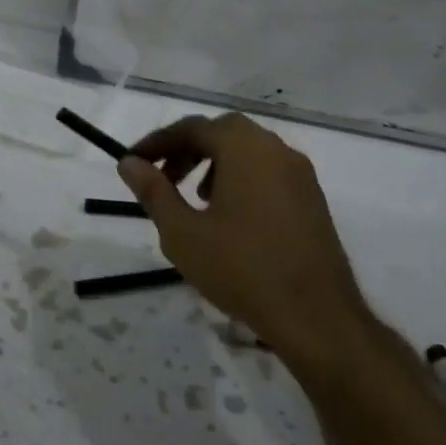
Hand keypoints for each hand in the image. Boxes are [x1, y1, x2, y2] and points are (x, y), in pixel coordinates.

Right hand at [116, 113, 372, 375]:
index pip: (192, 128)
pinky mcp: (312, 200)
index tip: (132, 162)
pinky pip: (268, 172)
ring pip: (248, 151)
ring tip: (193, 198)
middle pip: (223, 133)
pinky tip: (229, 217)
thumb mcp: (183, 232)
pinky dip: (241, 178)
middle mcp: (276, 149)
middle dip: (188, 149)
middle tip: (163, 177)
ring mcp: (300, 174)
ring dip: (214, 163)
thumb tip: (129, 163)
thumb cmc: (241, 268)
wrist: (316, 316)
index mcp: (244, 148)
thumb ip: (153, 192)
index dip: (157, 142)